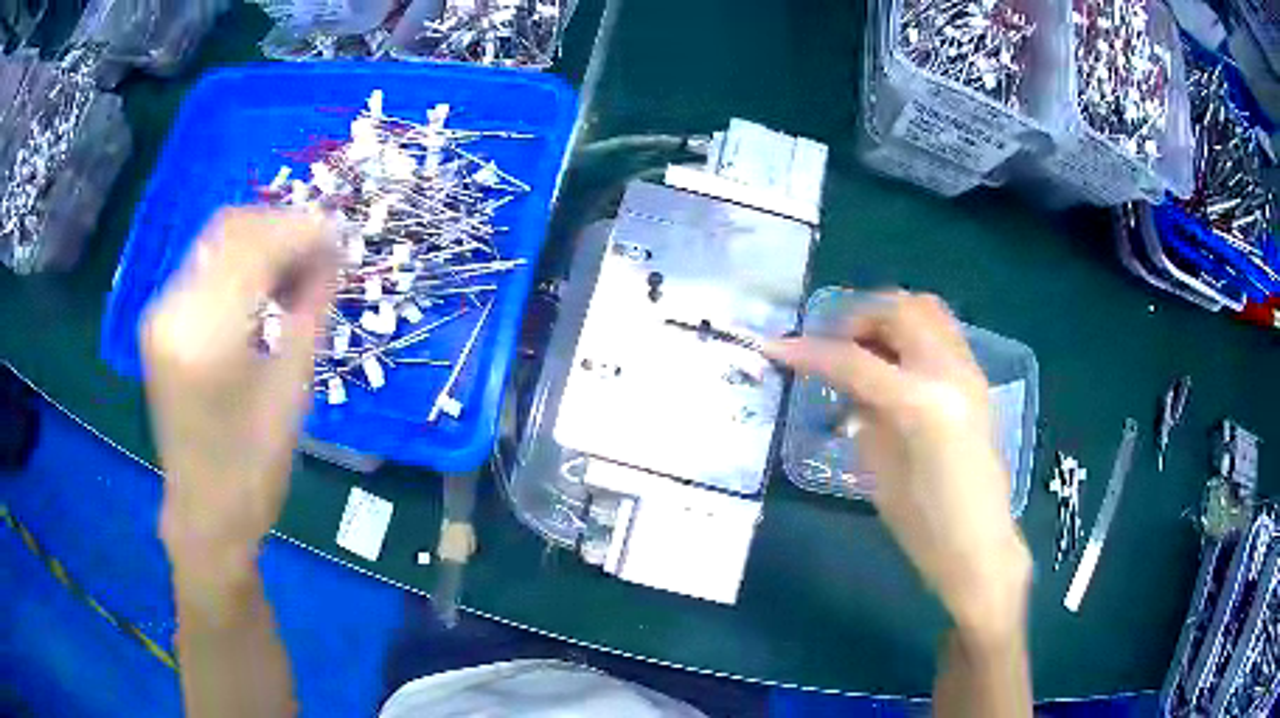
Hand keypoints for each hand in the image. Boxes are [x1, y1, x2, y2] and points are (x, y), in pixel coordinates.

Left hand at [142, 208, 335, 581]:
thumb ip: (312, 308)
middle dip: (282, 227)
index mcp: (205, 338)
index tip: (341, 235)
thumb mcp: (293, 389)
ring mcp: (160, 312)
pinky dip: (240, 262)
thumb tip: (334, 254)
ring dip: (262, 242)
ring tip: (298, 268)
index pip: (255, 246)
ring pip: (217, 241)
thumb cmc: (254, 467)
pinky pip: (205, 265)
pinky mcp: (160, 319)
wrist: (205, 512)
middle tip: (322, 249)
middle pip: (231, 229)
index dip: (302, 229)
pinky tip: (265, 285)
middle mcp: (172, 312)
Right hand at [767, 292, 1029, 638]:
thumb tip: (845, 382)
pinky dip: (910, 333)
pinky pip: (940, 331)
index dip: (810, 352)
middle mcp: (949, 372)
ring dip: (887, 319)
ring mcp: (969, 370)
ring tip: (863, 350)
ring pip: (925, 308)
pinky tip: (894, 367)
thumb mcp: (878, 471)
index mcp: (921, 403)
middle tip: (831, 347)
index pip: (854, 360)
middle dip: (856, 318)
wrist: (978, 545)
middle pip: (897, 310)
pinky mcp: (976, 379)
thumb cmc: (923, 526)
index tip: (776, 349)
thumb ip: (861, 413)